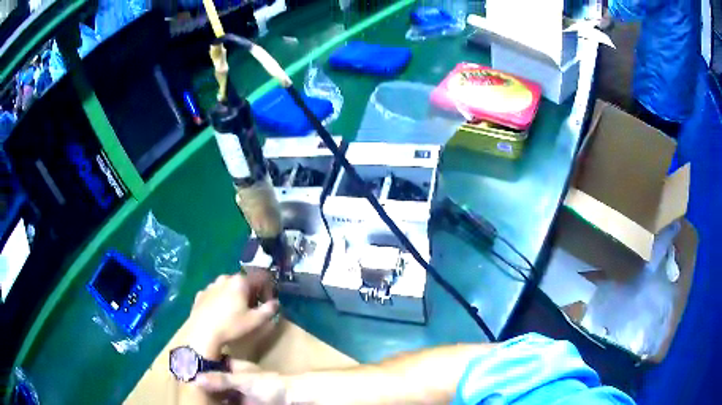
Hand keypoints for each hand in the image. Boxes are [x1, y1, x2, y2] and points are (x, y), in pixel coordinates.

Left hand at [185, 271, 278, 359]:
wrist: (202, 333)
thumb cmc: (231, 326)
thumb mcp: (255, 321)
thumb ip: (269, 310)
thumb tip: (276, 303)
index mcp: (240, 282)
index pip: (261, 277)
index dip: (268, 289)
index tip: (268, 303)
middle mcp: (225, 278)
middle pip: (244, 281)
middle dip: (251, 293)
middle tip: (253, 308)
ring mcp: (211, 285)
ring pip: (228, 286)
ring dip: (235, 295)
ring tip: (236, 311)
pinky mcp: (201, 294)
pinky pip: (215, 293)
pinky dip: (221, 300)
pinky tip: (220, 313)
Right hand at [196, 359, 287, 404]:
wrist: (295, 399)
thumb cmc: (271, 384)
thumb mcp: (245, 380)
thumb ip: (222, 379)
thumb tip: (195, 378)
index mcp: (236, 368)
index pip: (214, 365)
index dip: (201, 368)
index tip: (186, 372)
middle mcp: (236, 380)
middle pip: (216, 382)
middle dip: (205, 386)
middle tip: (188, 390)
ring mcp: (241, 394)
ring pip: (222, 395)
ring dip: (212, 398)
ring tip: (196, 400)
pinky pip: (230, 403)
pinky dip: (221, 404)